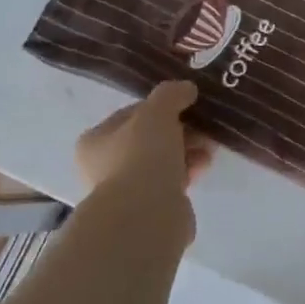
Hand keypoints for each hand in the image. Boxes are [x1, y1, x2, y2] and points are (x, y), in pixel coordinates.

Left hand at [76, 81, 213, 200]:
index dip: (161, 106)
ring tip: (210, 146)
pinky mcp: (149, 210)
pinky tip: (205, 166)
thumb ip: (171, 95)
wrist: (146, 215)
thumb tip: (186, 88)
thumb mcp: (156, 113)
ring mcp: (127, 191)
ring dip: (188, 151)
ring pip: (163, 161)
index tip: (187, 104)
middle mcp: (105, 166)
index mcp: (95, 141)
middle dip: (180, 130)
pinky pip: (172, 182)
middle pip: (149, 138)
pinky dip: (189, 171)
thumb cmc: (142, 156)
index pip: (131, 114)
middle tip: (203, 126)